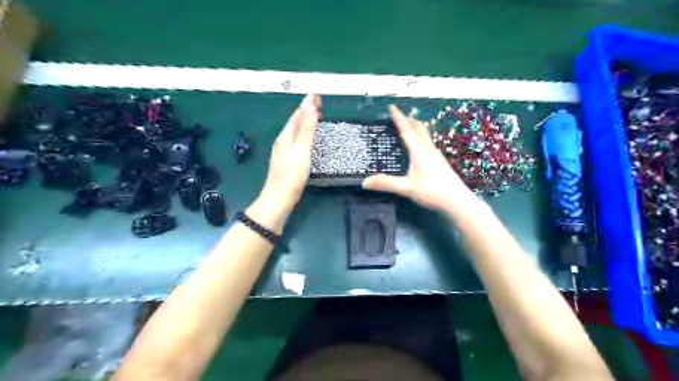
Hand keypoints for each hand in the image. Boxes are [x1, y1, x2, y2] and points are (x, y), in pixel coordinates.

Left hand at [261, 93, 321, 208]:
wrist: (280, 198)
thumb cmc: (292, 174)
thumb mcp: (302, 149)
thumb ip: (306, 129)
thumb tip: (309, 105)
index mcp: (286, 136)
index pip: (297, 115)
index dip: (307, 104)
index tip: (317, 95)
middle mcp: (283, 140)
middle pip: (295, 121)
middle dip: (306, 111)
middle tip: (319, 104)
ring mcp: (283, 151)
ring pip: (295, 131)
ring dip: (305, 122)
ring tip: (316, 117)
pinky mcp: (286, 160)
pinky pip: (295, 140)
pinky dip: (303, 134)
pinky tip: (307, 139)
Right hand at [363, 103, 473, 211]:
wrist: (458, 201)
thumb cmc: (432, 192)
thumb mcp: (407, 188)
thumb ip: (386, 184)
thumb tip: (365, 182)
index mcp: (419, 152)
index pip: (407, 131)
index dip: (399, 118)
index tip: (392, 107)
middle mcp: (429, 150)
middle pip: (419, 129)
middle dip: (409, 120)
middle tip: (400, 115)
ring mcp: (437, 156)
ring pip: (425, 136)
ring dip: (416, 128)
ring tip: (409, 126)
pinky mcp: (440, 162)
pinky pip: (428, 144)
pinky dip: (421, 138)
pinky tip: (420, 147)